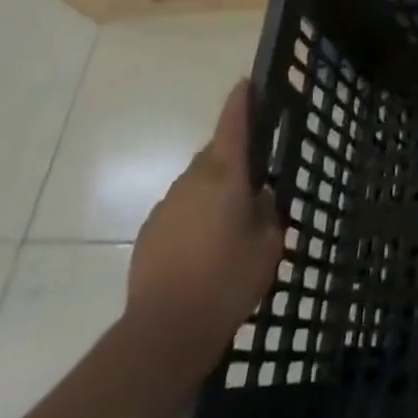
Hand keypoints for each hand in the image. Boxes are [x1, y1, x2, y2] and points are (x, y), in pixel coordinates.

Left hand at [126, 79, 284, 375]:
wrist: (162, 334)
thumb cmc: (226, 281)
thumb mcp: (268, 244)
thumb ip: (268, 212)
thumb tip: (261, 197)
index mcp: (225, 174)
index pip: (233, 122)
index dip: (242, 100)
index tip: (249, 83)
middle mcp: (193, 179)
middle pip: (215, 153)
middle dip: (234, 157)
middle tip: (255, 178)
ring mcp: (166, 205)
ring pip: (197, 183)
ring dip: (214, 190)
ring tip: (231, 222)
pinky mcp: (149, 233)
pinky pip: (180, 210)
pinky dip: (195, 216)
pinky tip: (205, 248)